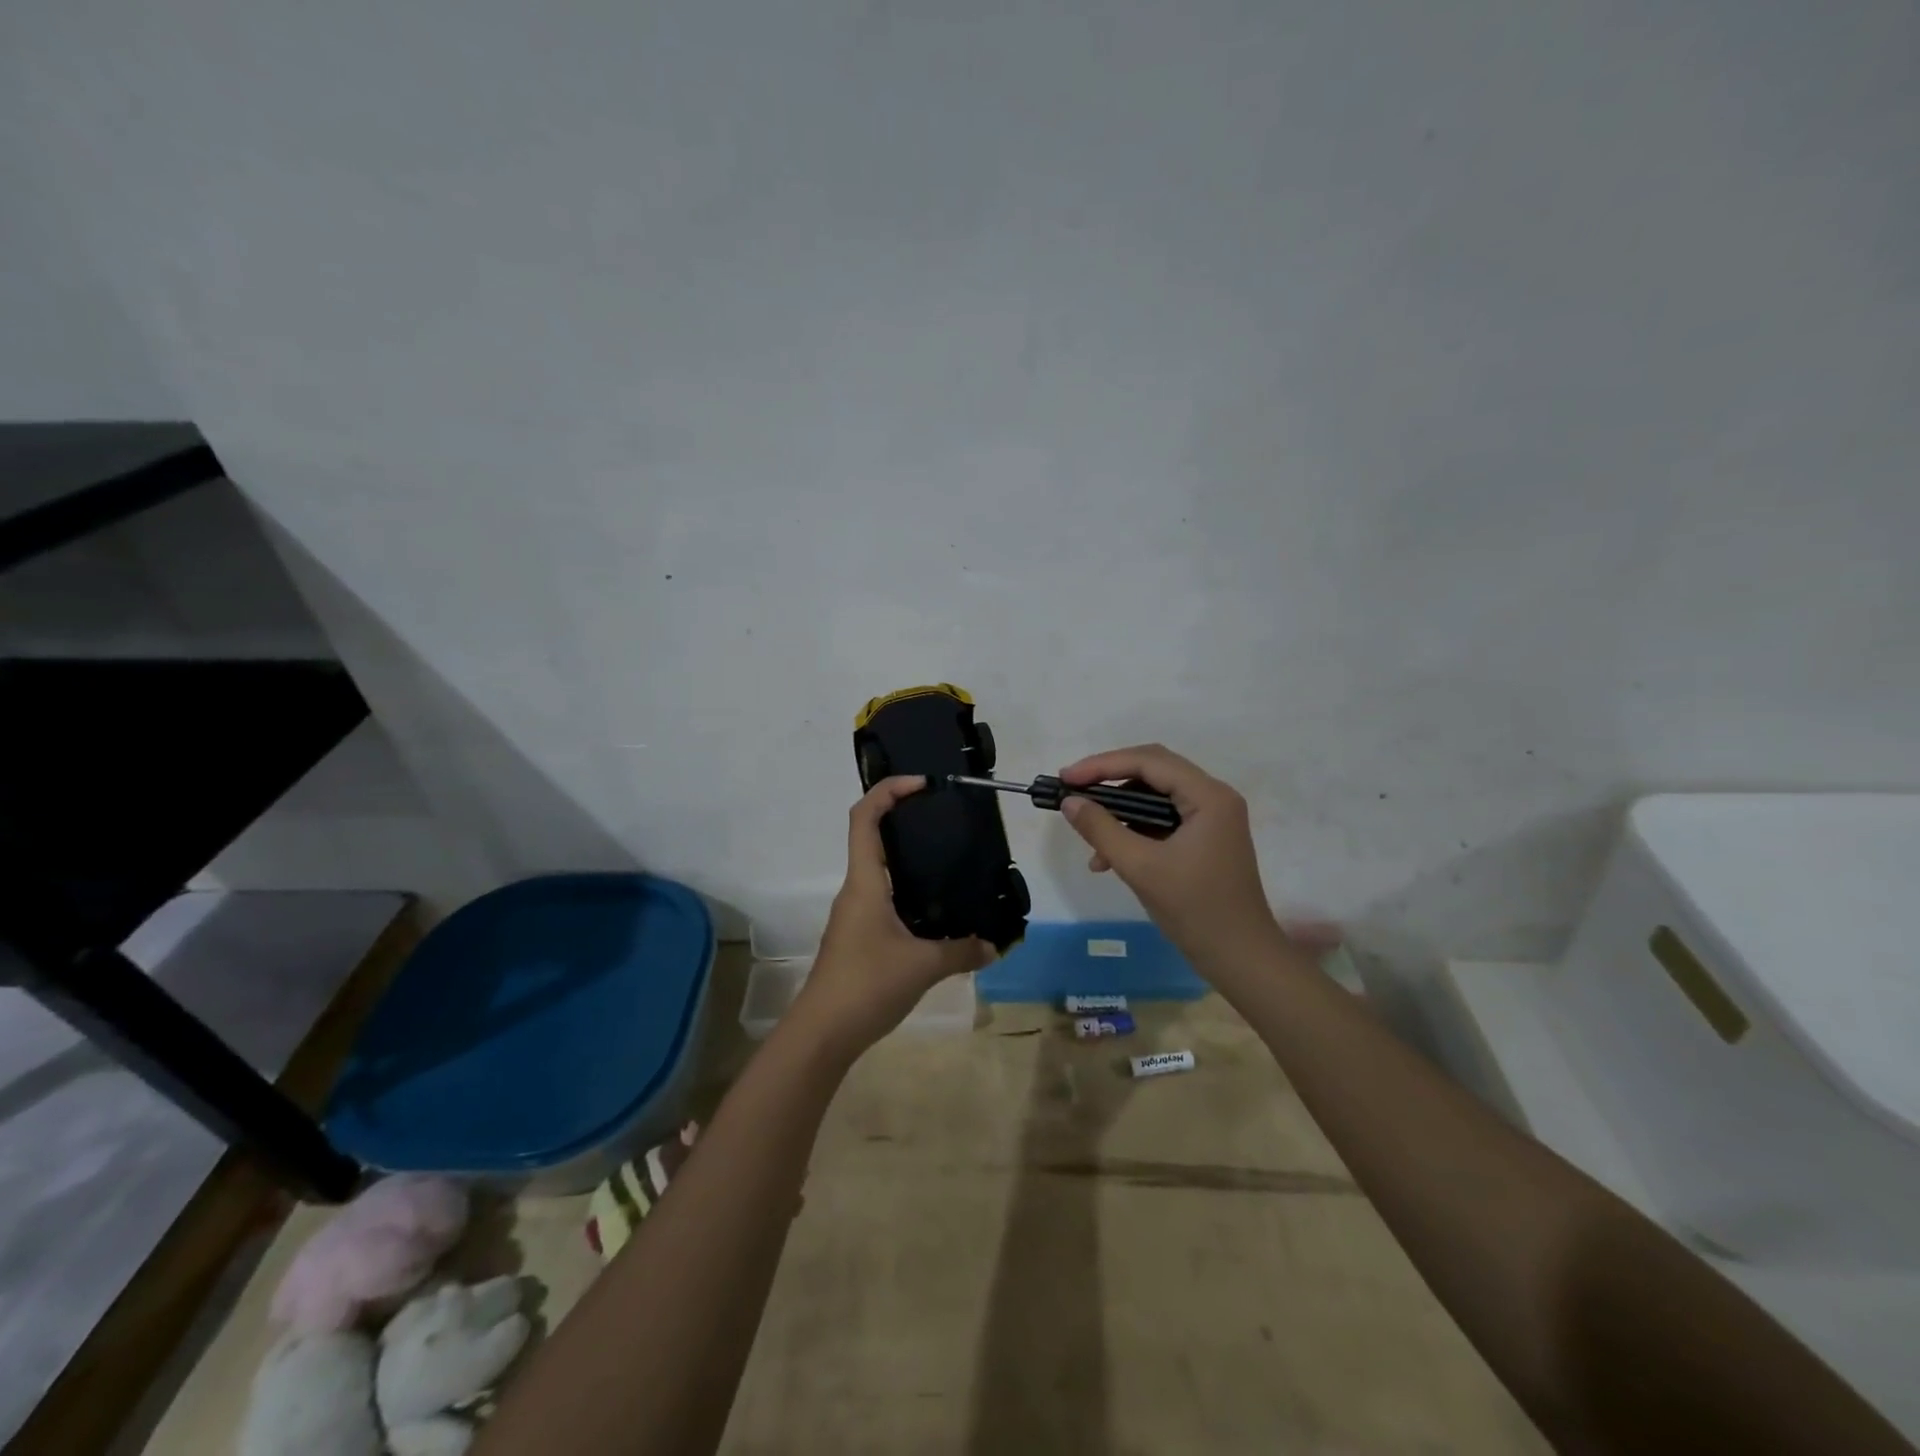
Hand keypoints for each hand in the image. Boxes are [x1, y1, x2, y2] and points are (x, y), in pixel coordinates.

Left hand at [790, 776, 989, 1059]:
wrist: (823, 1034)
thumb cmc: (867, 984)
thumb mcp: (923, 966)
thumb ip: (962, 952)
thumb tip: (995, 946)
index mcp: (865, 882)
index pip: (864, 818)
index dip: (888, 791)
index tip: (921, 784)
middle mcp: (856, 891)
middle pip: (872, 838)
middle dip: (903, 819)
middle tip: (944, 819)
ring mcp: (854, 915)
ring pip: (880, 872)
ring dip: (908, 859)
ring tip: (949, 861)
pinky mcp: (859, 938)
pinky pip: (884, 899)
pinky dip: (908, 892)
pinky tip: (937, 910)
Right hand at [1059, 745, 1281, 969]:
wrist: (1241, 959)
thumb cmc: (1195, 910)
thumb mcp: (1140, 868)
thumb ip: (1101, 829)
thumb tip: (1070, 802)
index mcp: (1209, 796)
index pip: (1149, 761)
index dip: (1102, 765)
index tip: (1065, 779)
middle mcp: (1214, 797)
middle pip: (1153, 771)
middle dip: (1109, 781)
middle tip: (1072, 791)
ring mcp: (1212, 818)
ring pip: (1155, 796)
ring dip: (1120, 812)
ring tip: (1089, 837)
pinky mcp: (1206, 837)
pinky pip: (1162, 819)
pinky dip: (1134, 831)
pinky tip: (1109, 859)